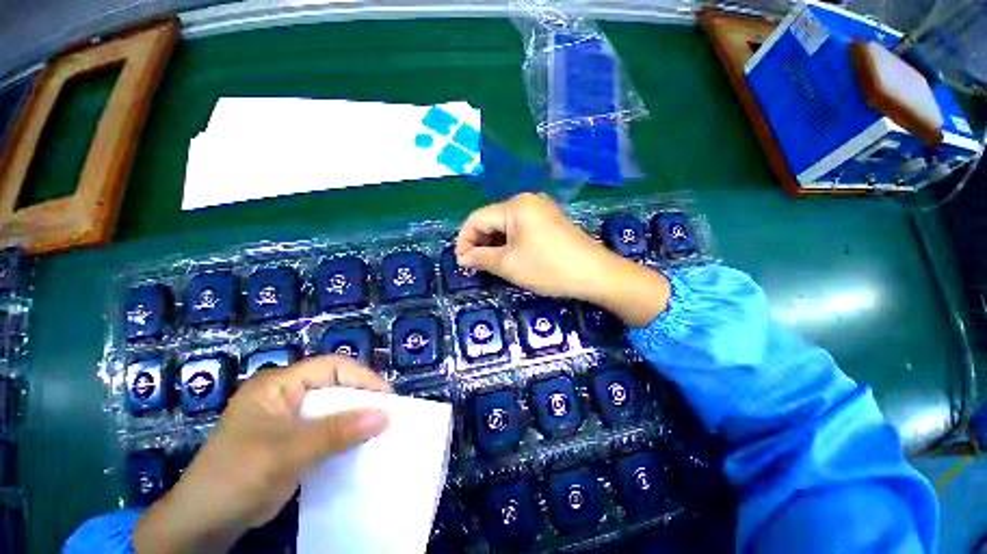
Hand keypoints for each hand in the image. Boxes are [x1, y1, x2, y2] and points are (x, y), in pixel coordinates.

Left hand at [134, 356, 390, 553]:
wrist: (205, 522)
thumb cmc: (237, 475)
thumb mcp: (286, 452)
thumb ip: (336, 432)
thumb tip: (384, 415)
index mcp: (279, 384)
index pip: (332, 367)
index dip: (362, 377)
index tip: (386, 398)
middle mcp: (287, 394)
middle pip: (335, 385)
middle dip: (362, 398)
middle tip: (387, 414)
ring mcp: (290, 418)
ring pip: (334, 408)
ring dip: (356, 418)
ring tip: (379, 428)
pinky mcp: (295, 439)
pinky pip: (329, 429)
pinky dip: (346, 434)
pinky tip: (360, 444)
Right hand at [455, 193, 669, 325]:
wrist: (595, 274)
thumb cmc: (548, 268)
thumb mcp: (508, 265)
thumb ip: (480, 258)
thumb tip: (463, 258)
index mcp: (514, 206)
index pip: (476, 219)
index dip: (464, 240)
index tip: (461, 263)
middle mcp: (527, 200)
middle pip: (491, 219)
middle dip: (480, 243)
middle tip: (475, 266)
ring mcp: (541, 209)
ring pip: (506, 224)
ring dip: (494, 243)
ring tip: (490, 264)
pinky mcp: (550, 220)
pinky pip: (521, 228)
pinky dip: (510, 242)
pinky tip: (509, 256)